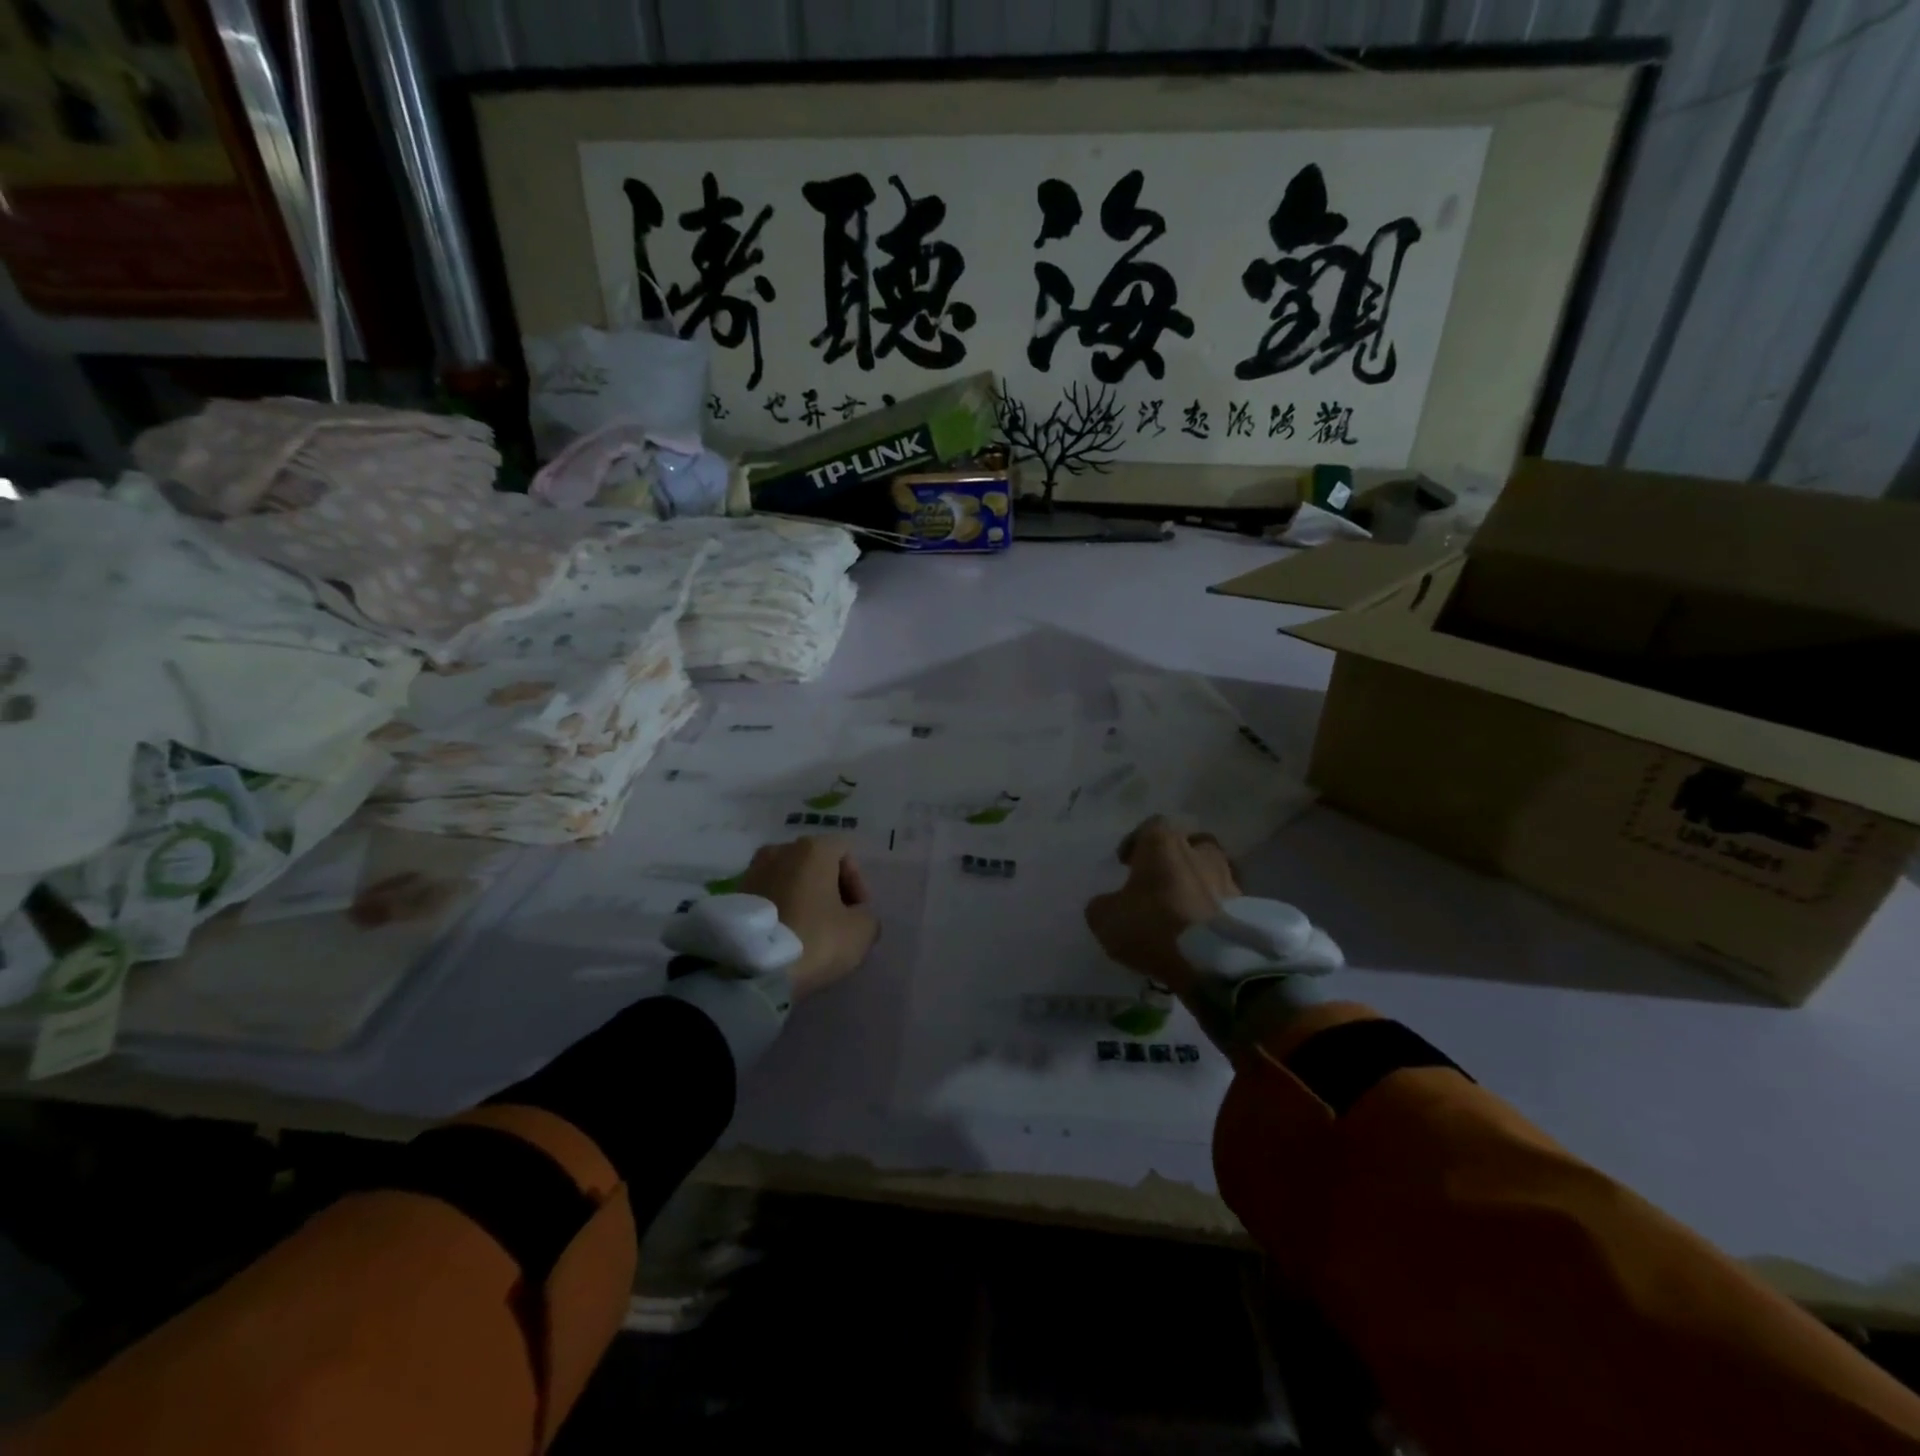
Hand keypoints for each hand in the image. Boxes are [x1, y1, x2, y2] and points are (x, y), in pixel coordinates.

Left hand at [738, 836, 878, 999]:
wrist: (751, 970)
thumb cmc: (814, 939)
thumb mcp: (861, 931)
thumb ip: (867, 915)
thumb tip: (856, 916)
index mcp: (812, 849)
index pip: (845, 852)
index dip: (858, 882)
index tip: (858, 912)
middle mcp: (780, 850)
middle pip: (815, 863)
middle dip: (830, 888)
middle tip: (837, 921)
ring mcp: (752, 871)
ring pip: (789, 879)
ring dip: (803, 898)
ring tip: (809, 931)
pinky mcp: (733, 896)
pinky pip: (768, 896)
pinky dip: (781, 909)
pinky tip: (786, 936)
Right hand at [1083, 816, 1240, 995]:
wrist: (1216, 963)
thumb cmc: (1154, 927)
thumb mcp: (1106, 919)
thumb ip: (1102, 905)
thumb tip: (1106, 904)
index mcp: (1164, 844)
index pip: (1151, 826)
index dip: (1136, 842)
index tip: (1125, 863)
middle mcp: (1200, 852)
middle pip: (1190, 843)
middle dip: (1176, 856)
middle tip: (1160, 878)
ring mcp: (1228, 879)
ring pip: (1211, 871)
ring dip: (1198, 883)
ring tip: (1182, 907)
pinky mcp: (1248, 909)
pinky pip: (1225, 901)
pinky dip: (1212, 909)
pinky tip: (1199, 929)